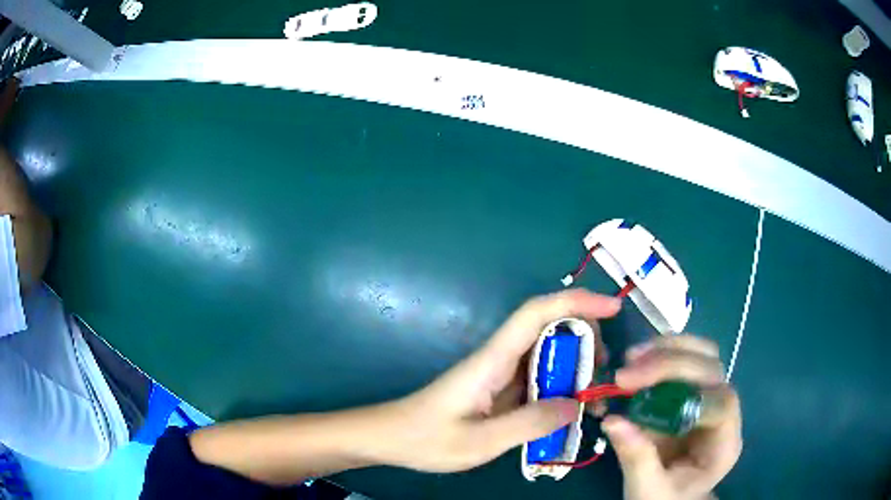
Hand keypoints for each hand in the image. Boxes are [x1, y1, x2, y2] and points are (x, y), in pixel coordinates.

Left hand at [385, 289, 620, 472]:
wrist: (392, 438)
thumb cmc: (427, 438)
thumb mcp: (480, 440)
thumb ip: (529, 424)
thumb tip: (576, 405)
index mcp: (493, 360)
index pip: (537, 313)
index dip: (577, 302)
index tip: (612, 307)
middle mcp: (500, 358)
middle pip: (550, 328)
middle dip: (586, 339)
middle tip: (605, 372)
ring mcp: (501, 374)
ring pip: (548, 354)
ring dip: (577, 366)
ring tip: (595, 395)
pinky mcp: (500, 390)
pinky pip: (539, 379)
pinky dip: (562, 387)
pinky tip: (572, 410)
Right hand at [600, 336, 741, 499]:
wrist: (668, 498)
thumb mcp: (648, 491)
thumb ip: (636, 459)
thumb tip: (613, 420)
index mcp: (724, 444)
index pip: (722, 404)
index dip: (688, 394)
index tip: (643, 396)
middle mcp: (723, 413)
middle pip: (711, 372)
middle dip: (669, 366)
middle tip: (625, 375)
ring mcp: (710, 397)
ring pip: (703, 355)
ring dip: (667, 350)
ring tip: (631, 359)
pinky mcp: (693, 391)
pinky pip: (687, 359)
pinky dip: (662, 353)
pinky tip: (638, 360)